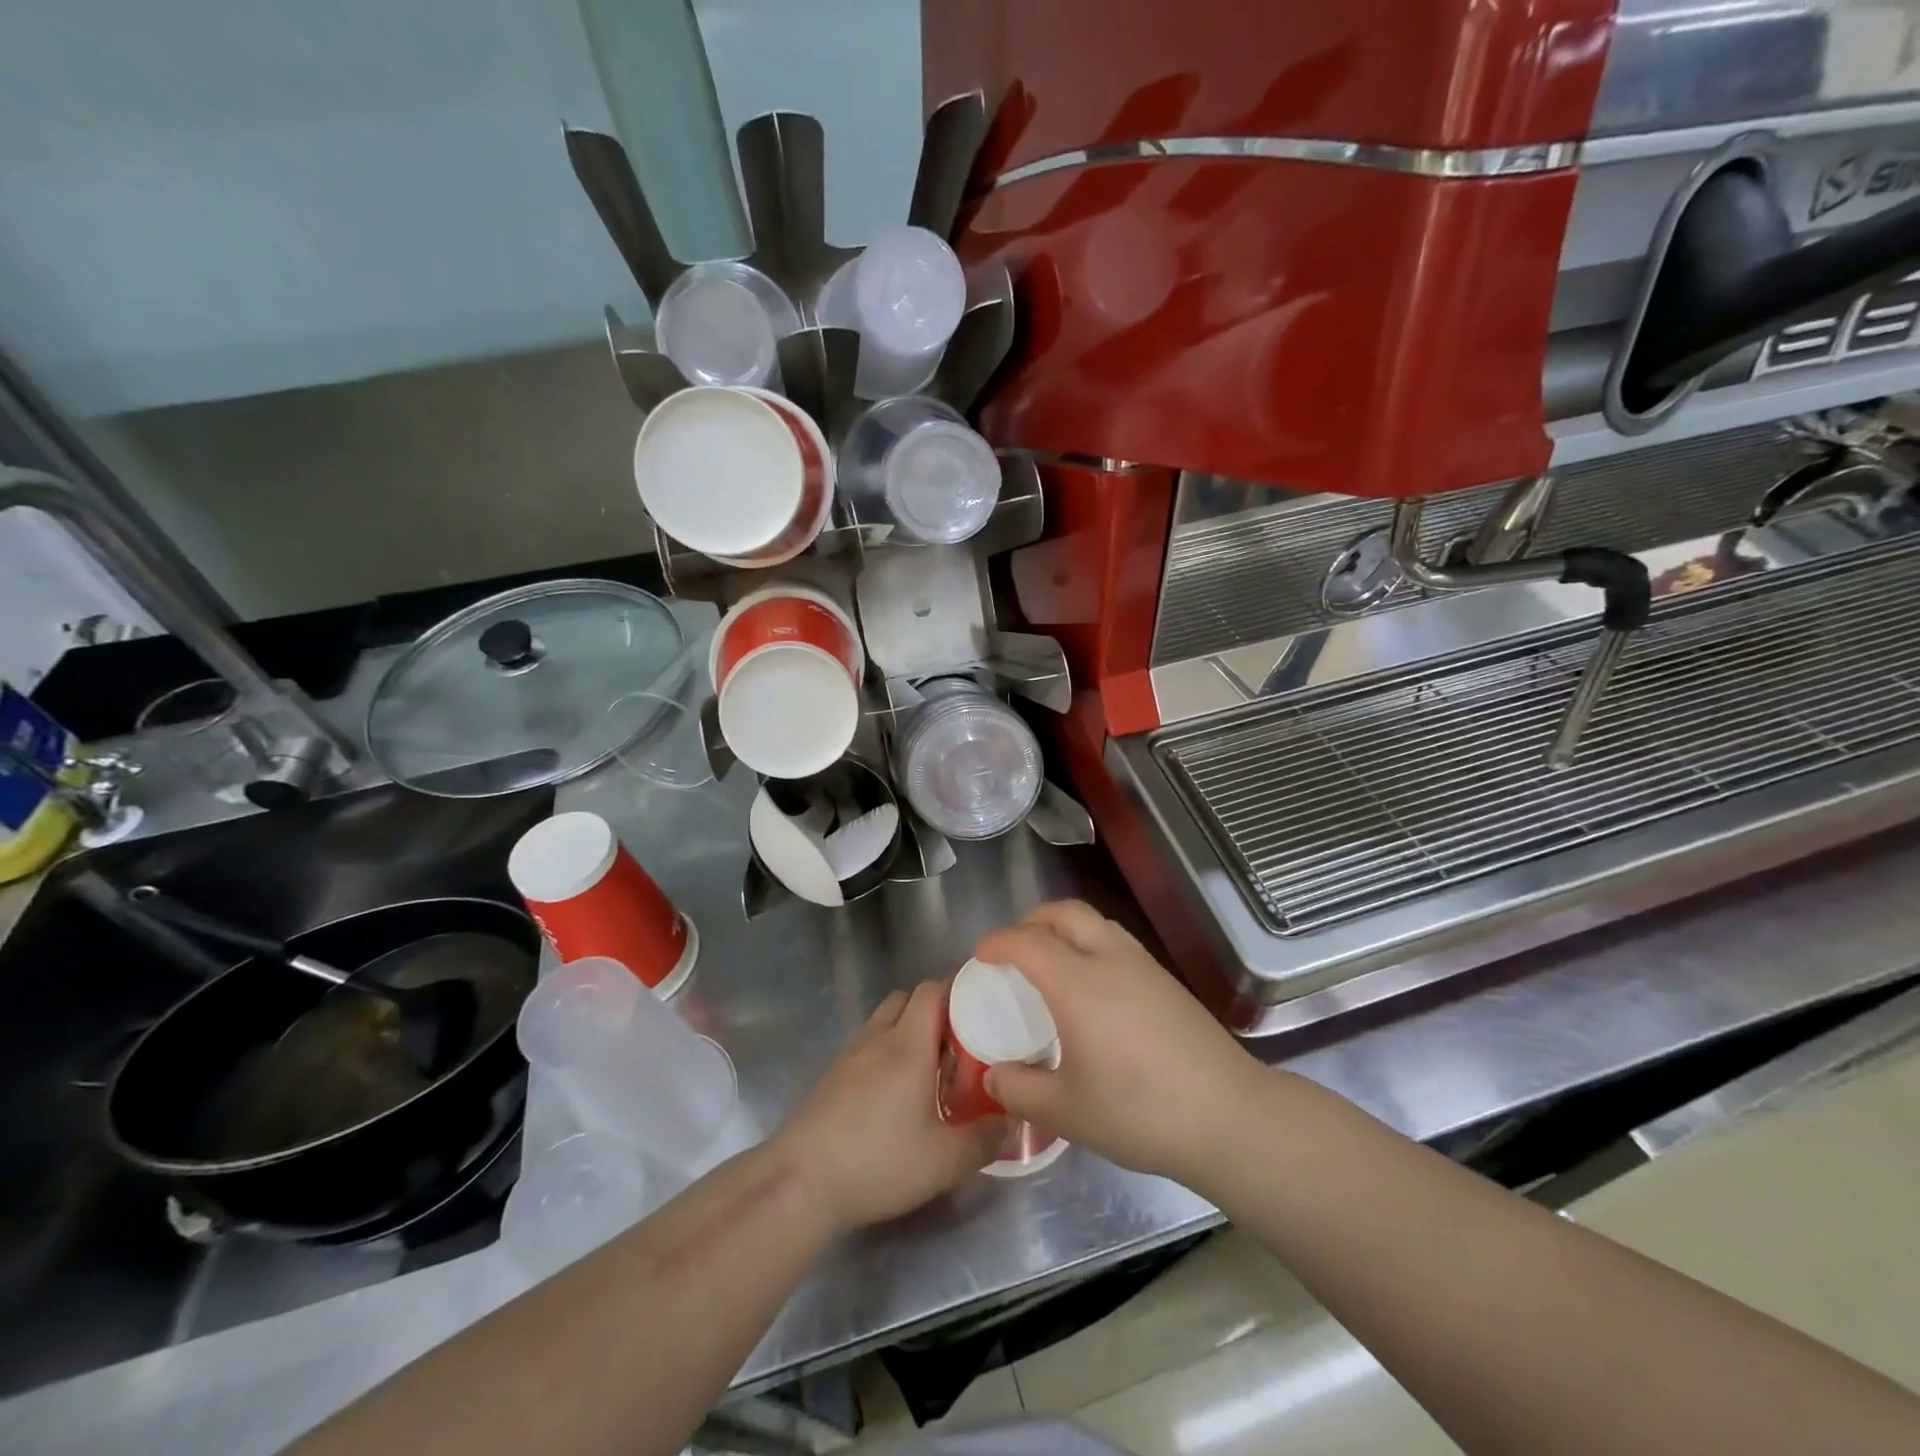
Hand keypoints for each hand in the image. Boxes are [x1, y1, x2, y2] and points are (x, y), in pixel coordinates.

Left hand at [774, 981, 1005, 1234]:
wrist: (801, 1181)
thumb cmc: (878, 1161)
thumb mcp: (944, 1161)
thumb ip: (984, 1139)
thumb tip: (1012, 1120)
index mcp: (908, 1043)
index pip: (932, 989)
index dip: (958, 989)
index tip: (982, 1006)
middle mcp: (877, 1037)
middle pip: (907, 997)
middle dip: (935, 1008)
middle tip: (961, 1040)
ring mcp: (849, 1054)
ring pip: (883, 1020)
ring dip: (907, 1029)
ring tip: (930, 1066)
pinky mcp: (831, 1075)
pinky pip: (866, 1044)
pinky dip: (885, 1051)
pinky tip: (895, 1091)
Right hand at [974, 902, 1263, 1185]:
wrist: (1228, 1116)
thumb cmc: (1138, 1111)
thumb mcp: (1067, 1112)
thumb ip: (1020, 1091)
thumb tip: (994, 1077)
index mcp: (1077, 982)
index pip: (1027, 941)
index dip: (998, 942)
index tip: (980, 956)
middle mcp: (1109, 959)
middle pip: (1064, 913)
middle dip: (1032, 921)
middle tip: (1014, 950)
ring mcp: (1144, 965)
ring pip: (1095, 922)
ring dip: (1065, 928)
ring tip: (1051, 963)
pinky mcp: (1167, 981)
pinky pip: (1117, 942)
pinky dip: (1091, 945)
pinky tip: (1093, 988)